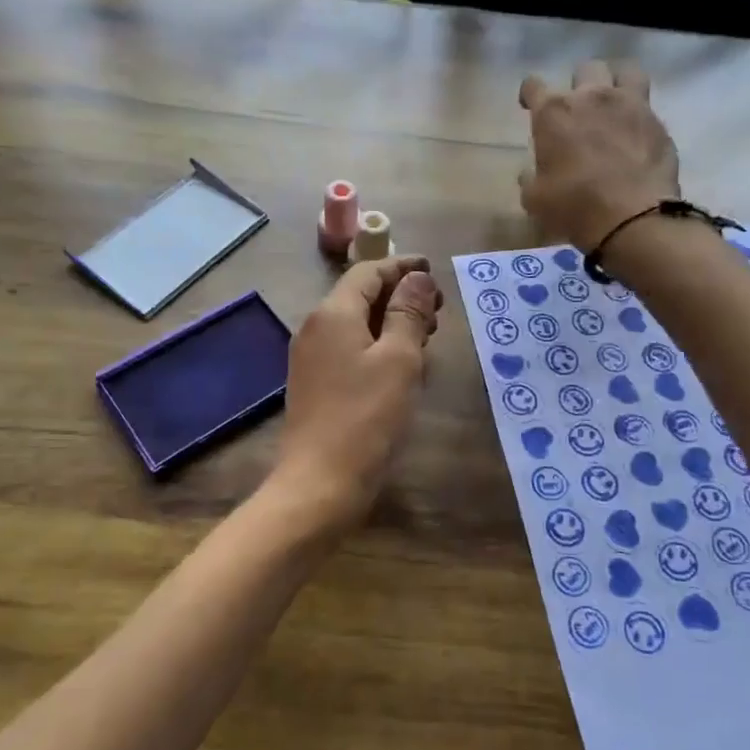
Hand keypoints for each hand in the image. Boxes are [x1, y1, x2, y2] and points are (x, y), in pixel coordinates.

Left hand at [271, 255, 442, 529]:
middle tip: (438, 310)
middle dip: (400, 295)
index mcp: (333, 313)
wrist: (319, 482)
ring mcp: (311, 357)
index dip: (403, 267)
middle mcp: (316, 327)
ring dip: (391, 321)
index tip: (433, 269)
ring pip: (356, 323)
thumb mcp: (399, 360)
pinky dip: (377, 344)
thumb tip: (417, 277)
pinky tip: (400, 364)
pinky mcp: (314, 383)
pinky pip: (349, 348)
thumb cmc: (366, 417)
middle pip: (360, 295)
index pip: (369, 271)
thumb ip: (409, 313)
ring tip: (426, 336)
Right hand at [519, 62, 678, 248]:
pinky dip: (639, 115)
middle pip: (585, 69)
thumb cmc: (573, 206)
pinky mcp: (657, 122)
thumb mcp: (535, 198)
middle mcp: (591, 97)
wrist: (632, 218)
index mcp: (554, 112)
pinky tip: (636, 134)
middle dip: (578, 84)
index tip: (529, 106)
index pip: (533, 86)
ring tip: (614, 102)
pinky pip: (647, 105)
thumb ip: (530, 178)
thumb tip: (530, 172)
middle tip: (578, 108)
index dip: (529, 95)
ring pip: (625, 71)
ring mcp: (630, 104)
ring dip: (616, 82)